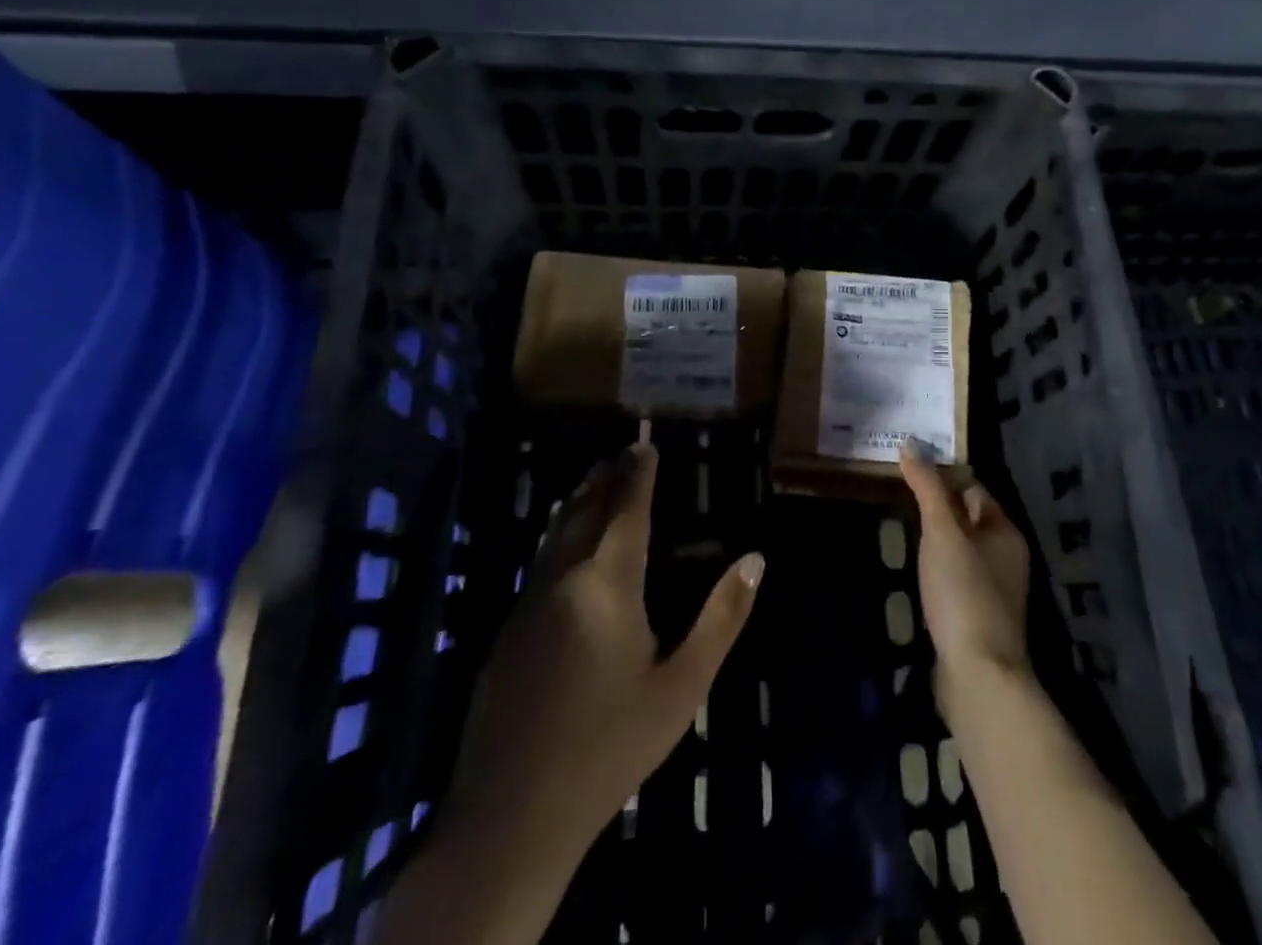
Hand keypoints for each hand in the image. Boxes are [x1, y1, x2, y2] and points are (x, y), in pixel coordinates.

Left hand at [447, 443, 764, 852]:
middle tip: (620, 454)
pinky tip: (565, 549)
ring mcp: (527, 606)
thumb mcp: (682, 686)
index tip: (644, 444)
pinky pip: (539, 564)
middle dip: (604, 479)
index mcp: (608, 584)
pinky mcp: (505, 634)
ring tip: (593, 483)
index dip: (638, 474)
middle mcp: (563, 579)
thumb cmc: (610, 745)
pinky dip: (559, 536)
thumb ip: (721, 618)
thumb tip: (755, 560)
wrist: (512, 816)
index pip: (626, 510)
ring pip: (555, 535)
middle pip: (584, 511)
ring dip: (577, 503)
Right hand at [899, 440, 1031, 705]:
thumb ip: (927, 487)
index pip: (973, 487)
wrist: (977, 673)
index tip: (909, 467)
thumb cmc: (963, 591)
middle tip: (897, 492)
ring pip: (960, 548)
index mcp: (1004, 530)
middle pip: (967, 517)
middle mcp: (1005, 555)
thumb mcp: (942, 531)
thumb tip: (911, 443)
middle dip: (936, 504)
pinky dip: (936, 567)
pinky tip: (915, 569)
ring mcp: (992, 589)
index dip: (943, 474)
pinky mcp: (976, 616)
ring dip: (935, 537)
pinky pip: (955, 576)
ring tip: (900, 525)